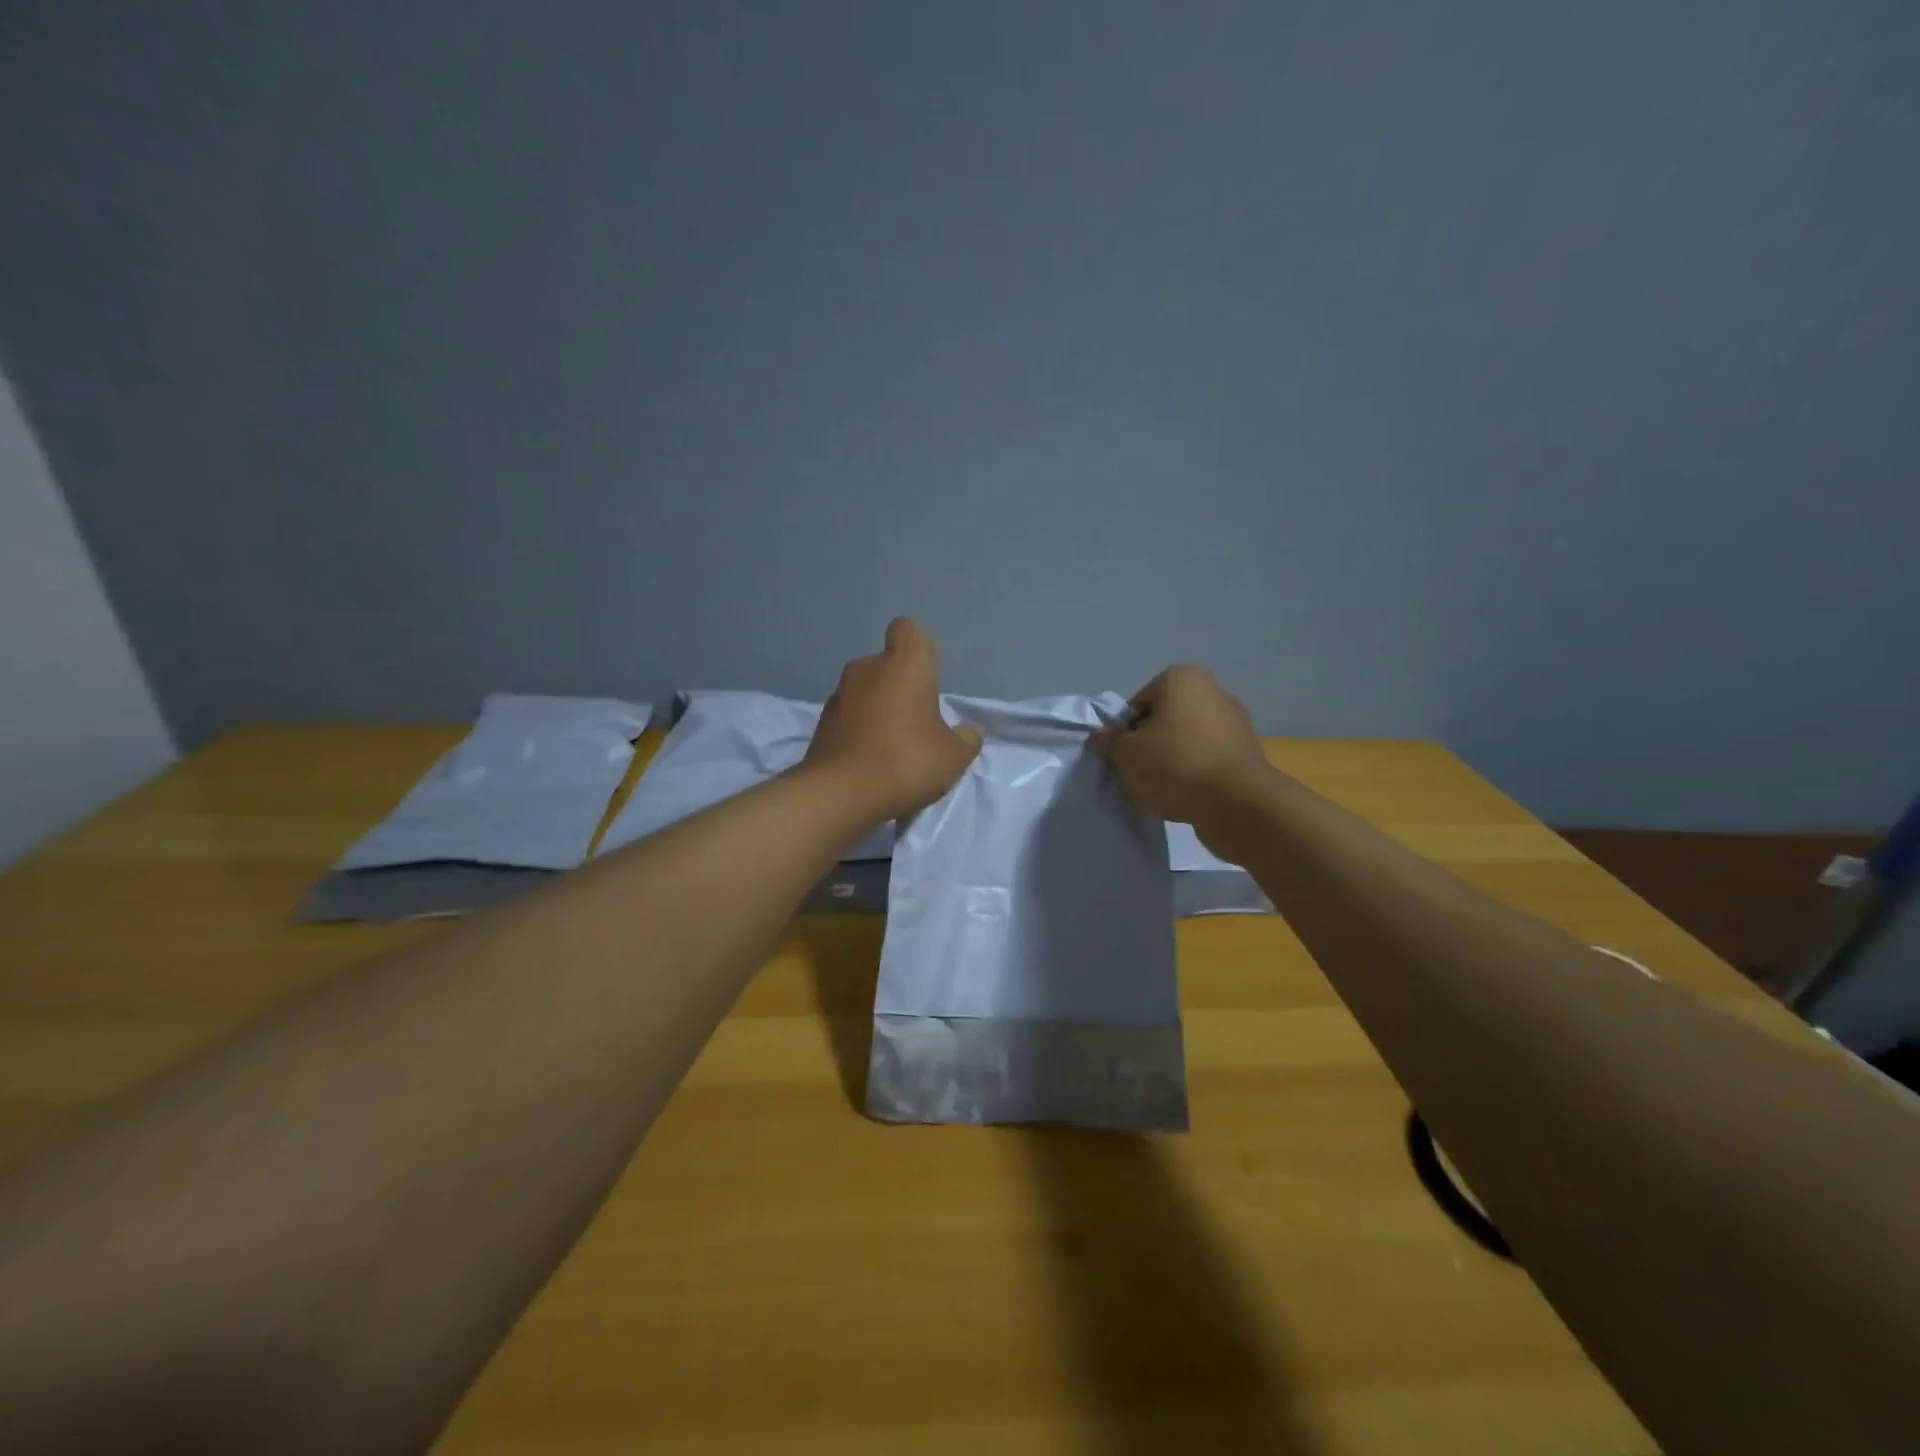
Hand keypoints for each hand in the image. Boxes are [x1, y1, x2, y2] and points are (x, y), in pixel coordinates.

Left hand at [806, 619, 982, 819]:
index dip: (918, 648)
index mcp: (904, 664)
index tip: (927, 677)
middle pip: (886, 665)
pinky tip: (870, 762)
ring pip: (865, 692)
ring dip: (877, 710)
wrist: (842, 794)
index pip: (908, 630)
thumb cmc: (908, 761)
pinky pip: (848, 718)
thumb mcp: (953, 756)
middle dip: (899, 687)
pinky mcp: (821, 723)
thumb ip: (965, 739)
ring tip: (892, 748)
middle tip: (916, 723)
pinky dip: (859, 731)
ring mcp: (839, 695)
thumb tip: (968, 731)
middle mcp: (867, 668)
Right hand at [1090, 666, 1272, 827]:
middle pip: (1164, 719)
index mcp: (1181, 678)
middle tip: (1140, 773)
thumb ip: (1110, 741)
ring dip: (1173, 760)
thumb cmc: (1174, 764)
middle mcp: (1213, 690)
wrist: (1236, 803)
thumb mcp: (1126, 754)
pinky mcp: (1247, 752)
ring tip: (1164, 788)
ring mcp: (1235, 721)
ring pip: (1187, 740)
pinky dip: (1195, 772)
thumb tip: (1101, 735)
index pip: (1138, 703)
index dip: (1125, 732)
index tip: (1125, 756)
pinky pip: (1208, 758)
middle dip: (1151, 744)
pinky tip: (1187, 795)